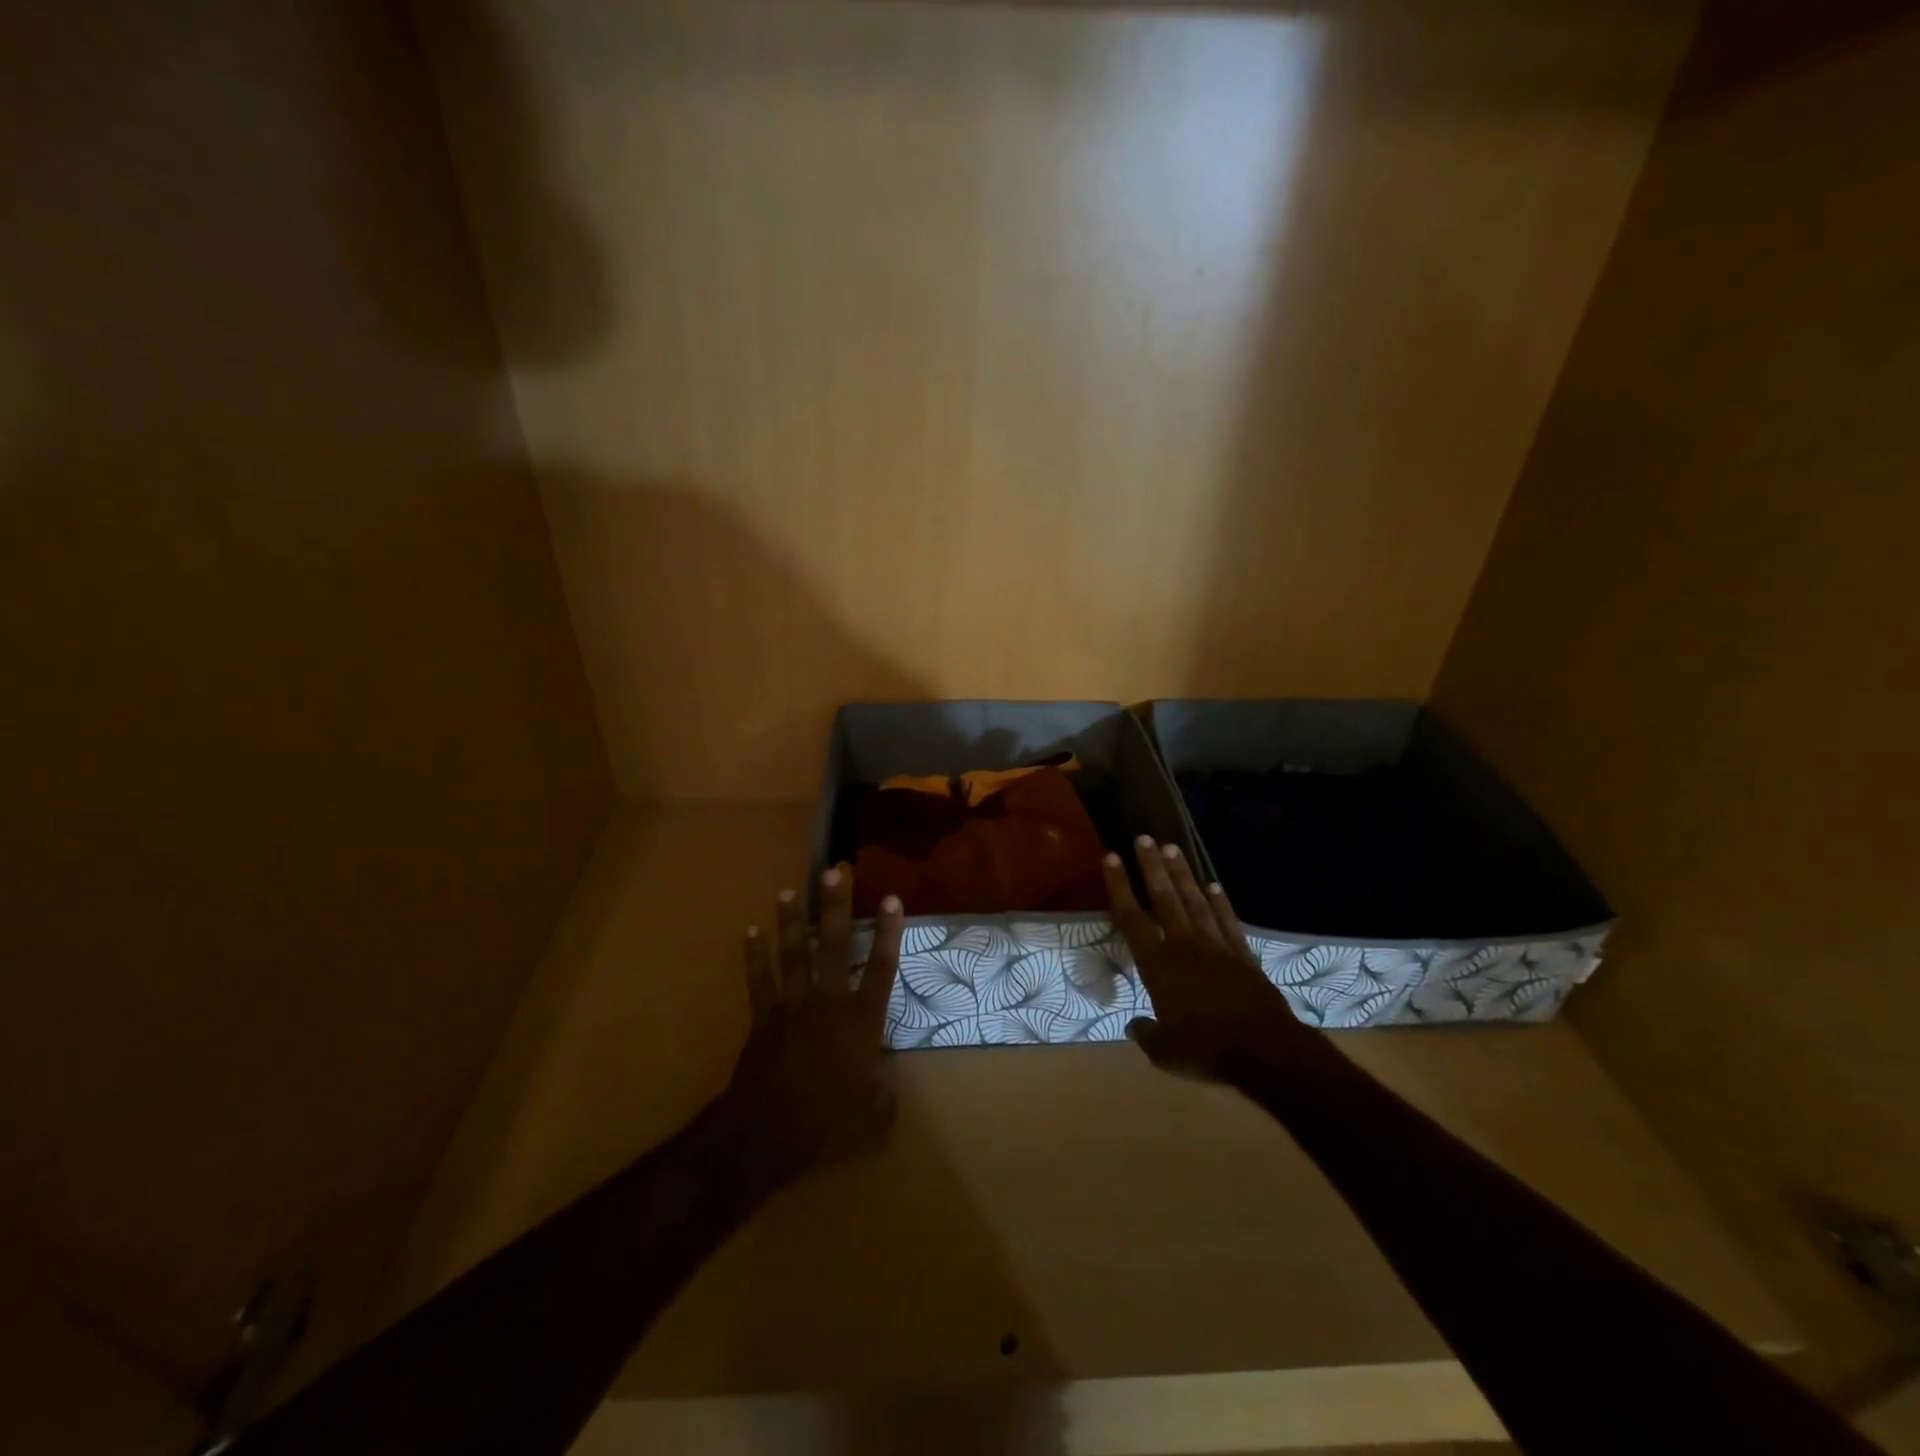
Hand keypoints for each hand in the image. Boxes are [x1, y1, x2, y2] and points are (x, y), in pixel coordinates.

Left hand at [723, 863, 904, 1181]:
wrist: (765, 1133)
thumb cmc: (825, 1123)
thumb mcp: (870, 1118)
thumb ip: (882, 1099)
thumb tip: (886, 1090)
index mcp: (860, 1022)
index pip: (881, 969)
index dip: (888, 933)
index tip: (892, 899)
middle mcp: (828, 1003)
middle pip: (833, 946)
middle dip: (834, 908)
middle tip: (833, 872)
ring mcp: (792, 1007)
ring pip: (793, 955)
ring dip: (790, 921)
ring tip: (788, 890)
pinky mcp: (763, 1018)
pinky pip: (758, 981)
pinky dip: (754, 955)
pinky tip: (750, 930)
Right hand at [1102, 836, 1310, 1081]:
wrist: (1265, 1051)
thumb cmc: (1206, 1050)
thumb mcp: (1165, 1052)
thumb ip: (1146, 1034)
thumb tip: (1135, 1025)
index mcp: (1159, 965)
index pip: (1132, 918)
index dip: (1120, 886)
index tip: (1111, 857)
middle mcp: (1184, 945)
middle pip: (1164, 898)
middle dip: (1152, 867)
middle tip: (1144, 838)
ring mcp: (1216, 947)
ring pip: (1195, 901)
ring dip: (1182, 874)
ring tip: (1172, 848)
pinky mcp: (1242, 956)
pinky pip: (1227, 921)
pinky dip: (1220, 902)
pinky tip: (1214, 886)